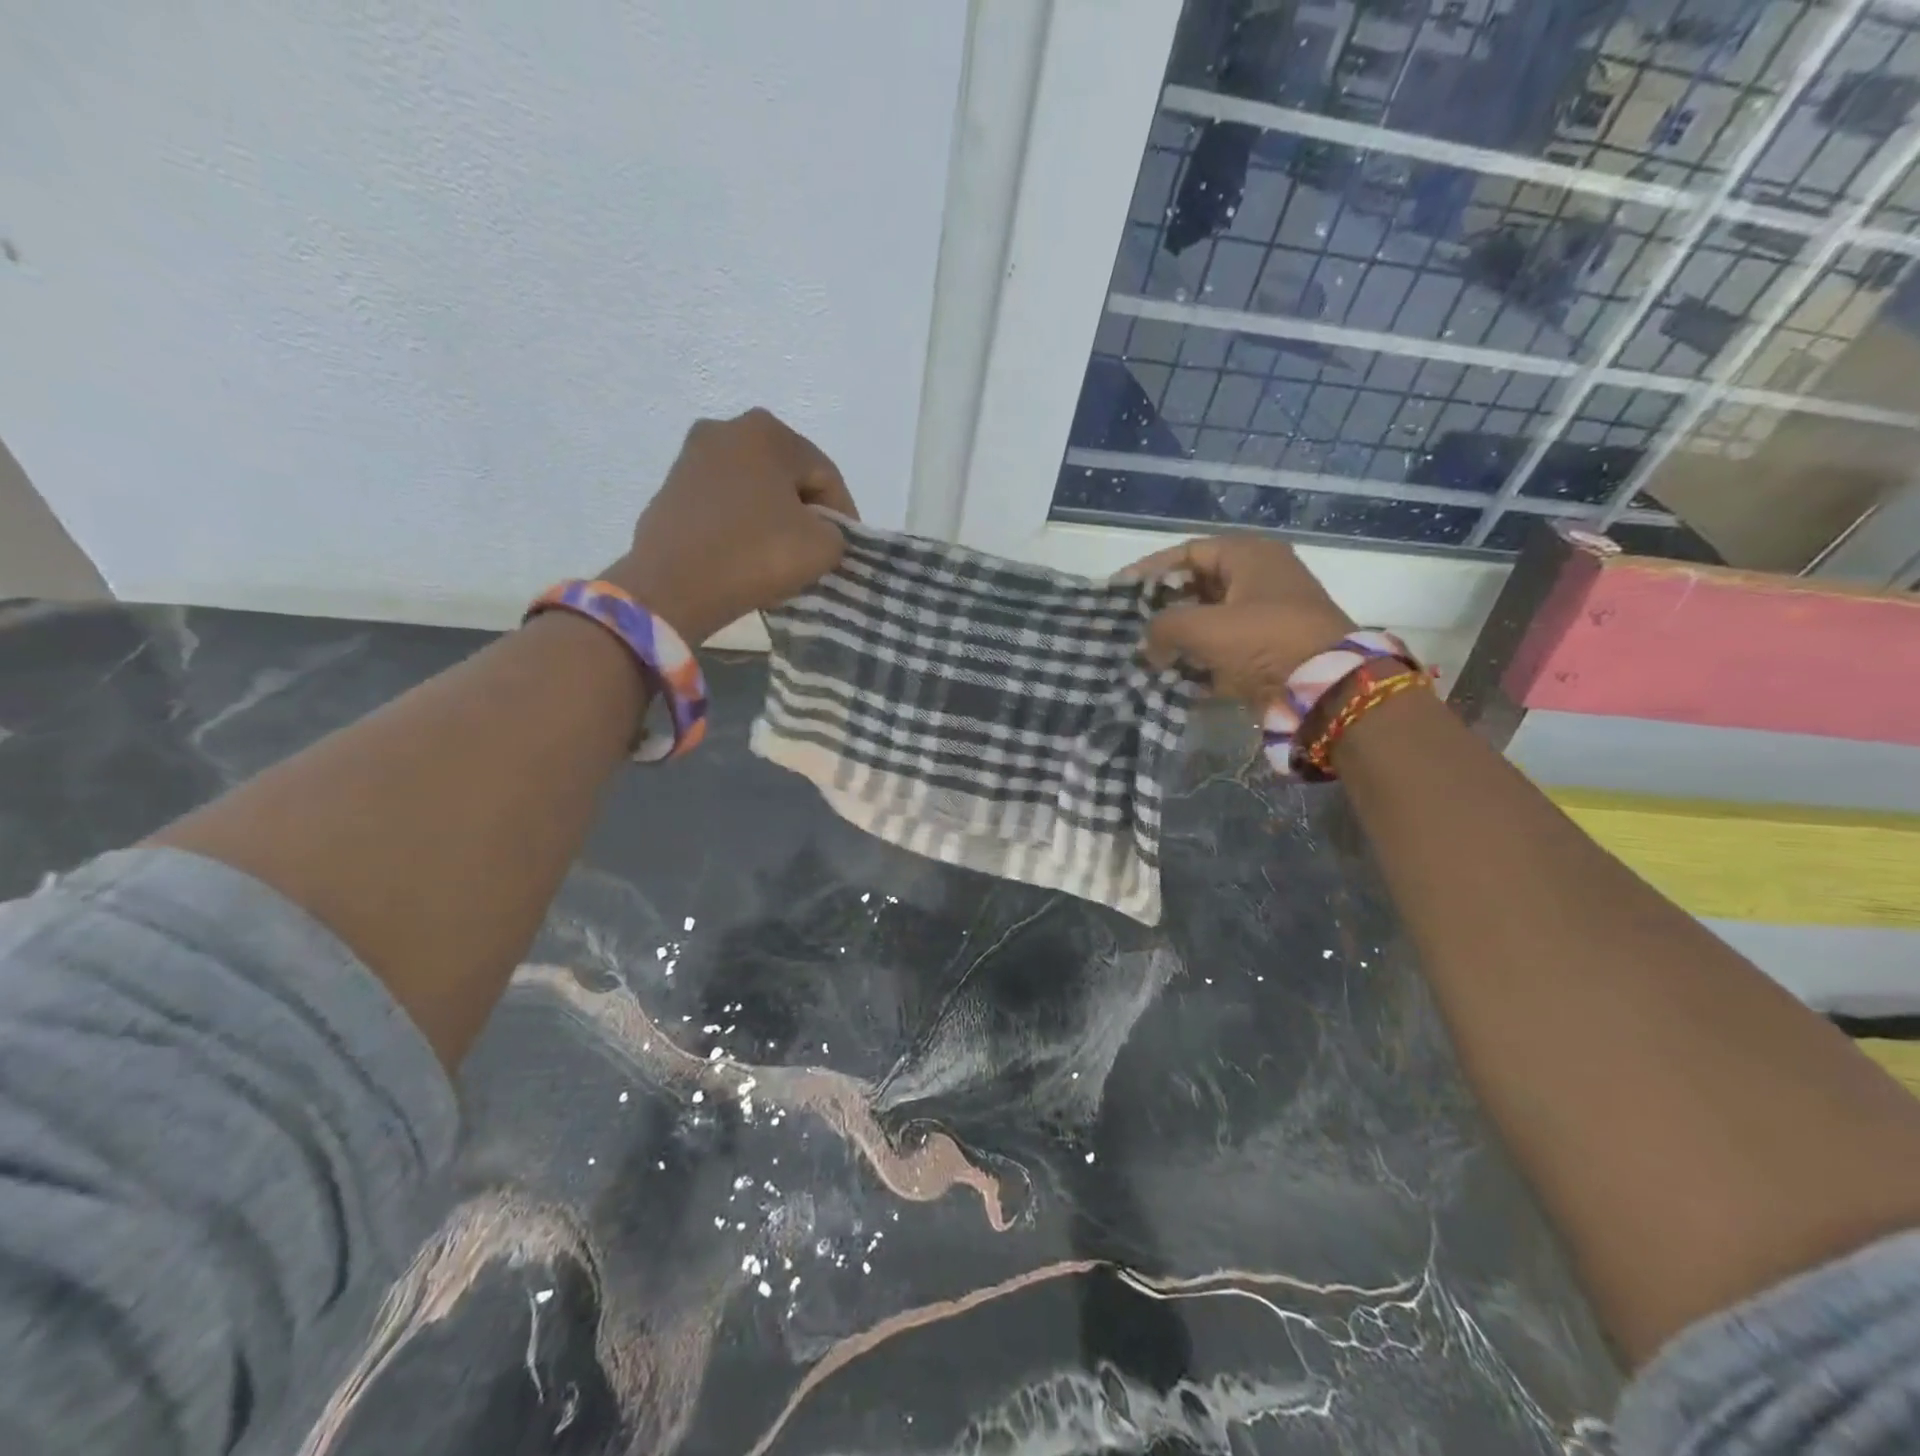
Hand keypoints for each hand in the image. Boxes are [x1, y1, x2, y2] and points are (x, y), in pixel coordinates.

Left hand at [604, 409, 857, 641]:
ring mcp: (691, 458)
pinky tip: (747, 557)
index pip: (825, 475)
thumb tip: (817, 533)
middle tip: (815, 551)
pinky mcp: (670, 489)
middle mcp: (726, 430)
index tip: (845, 550)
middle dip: (806, 513)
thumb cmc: (756, 555)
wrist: (674, 587)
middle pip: (788, 477)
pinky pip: (724, 505)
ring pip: (754, 491)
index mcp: (767, 432)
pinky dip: (742, 526)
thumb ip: (836, 533)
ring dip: (773, 519)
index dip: (844, 515)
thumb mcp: (823, 547)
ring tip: (781, 557)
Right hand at [1123, 535, 1354, 703]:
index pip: (1188, 553)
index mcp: (1249, 555)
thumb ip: (1163, 627)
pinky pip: (1223, 650)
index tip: (1120, 590)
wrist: (1325, 689)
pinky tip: (1170, 676)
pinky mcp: (1268, 651)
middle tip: (1130, 625)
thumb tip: (1149, 646)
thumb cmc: (1264, 640)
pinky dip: (1199, 661)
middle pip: (1197, 587)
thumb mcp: (1204, 627)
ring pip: (1209, 620)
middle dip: (1163, 608)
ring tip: (1144, 653)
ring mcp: (1266, 616)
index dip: (1150, 570)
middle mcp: (1259, 578)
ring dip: (1178, 638)